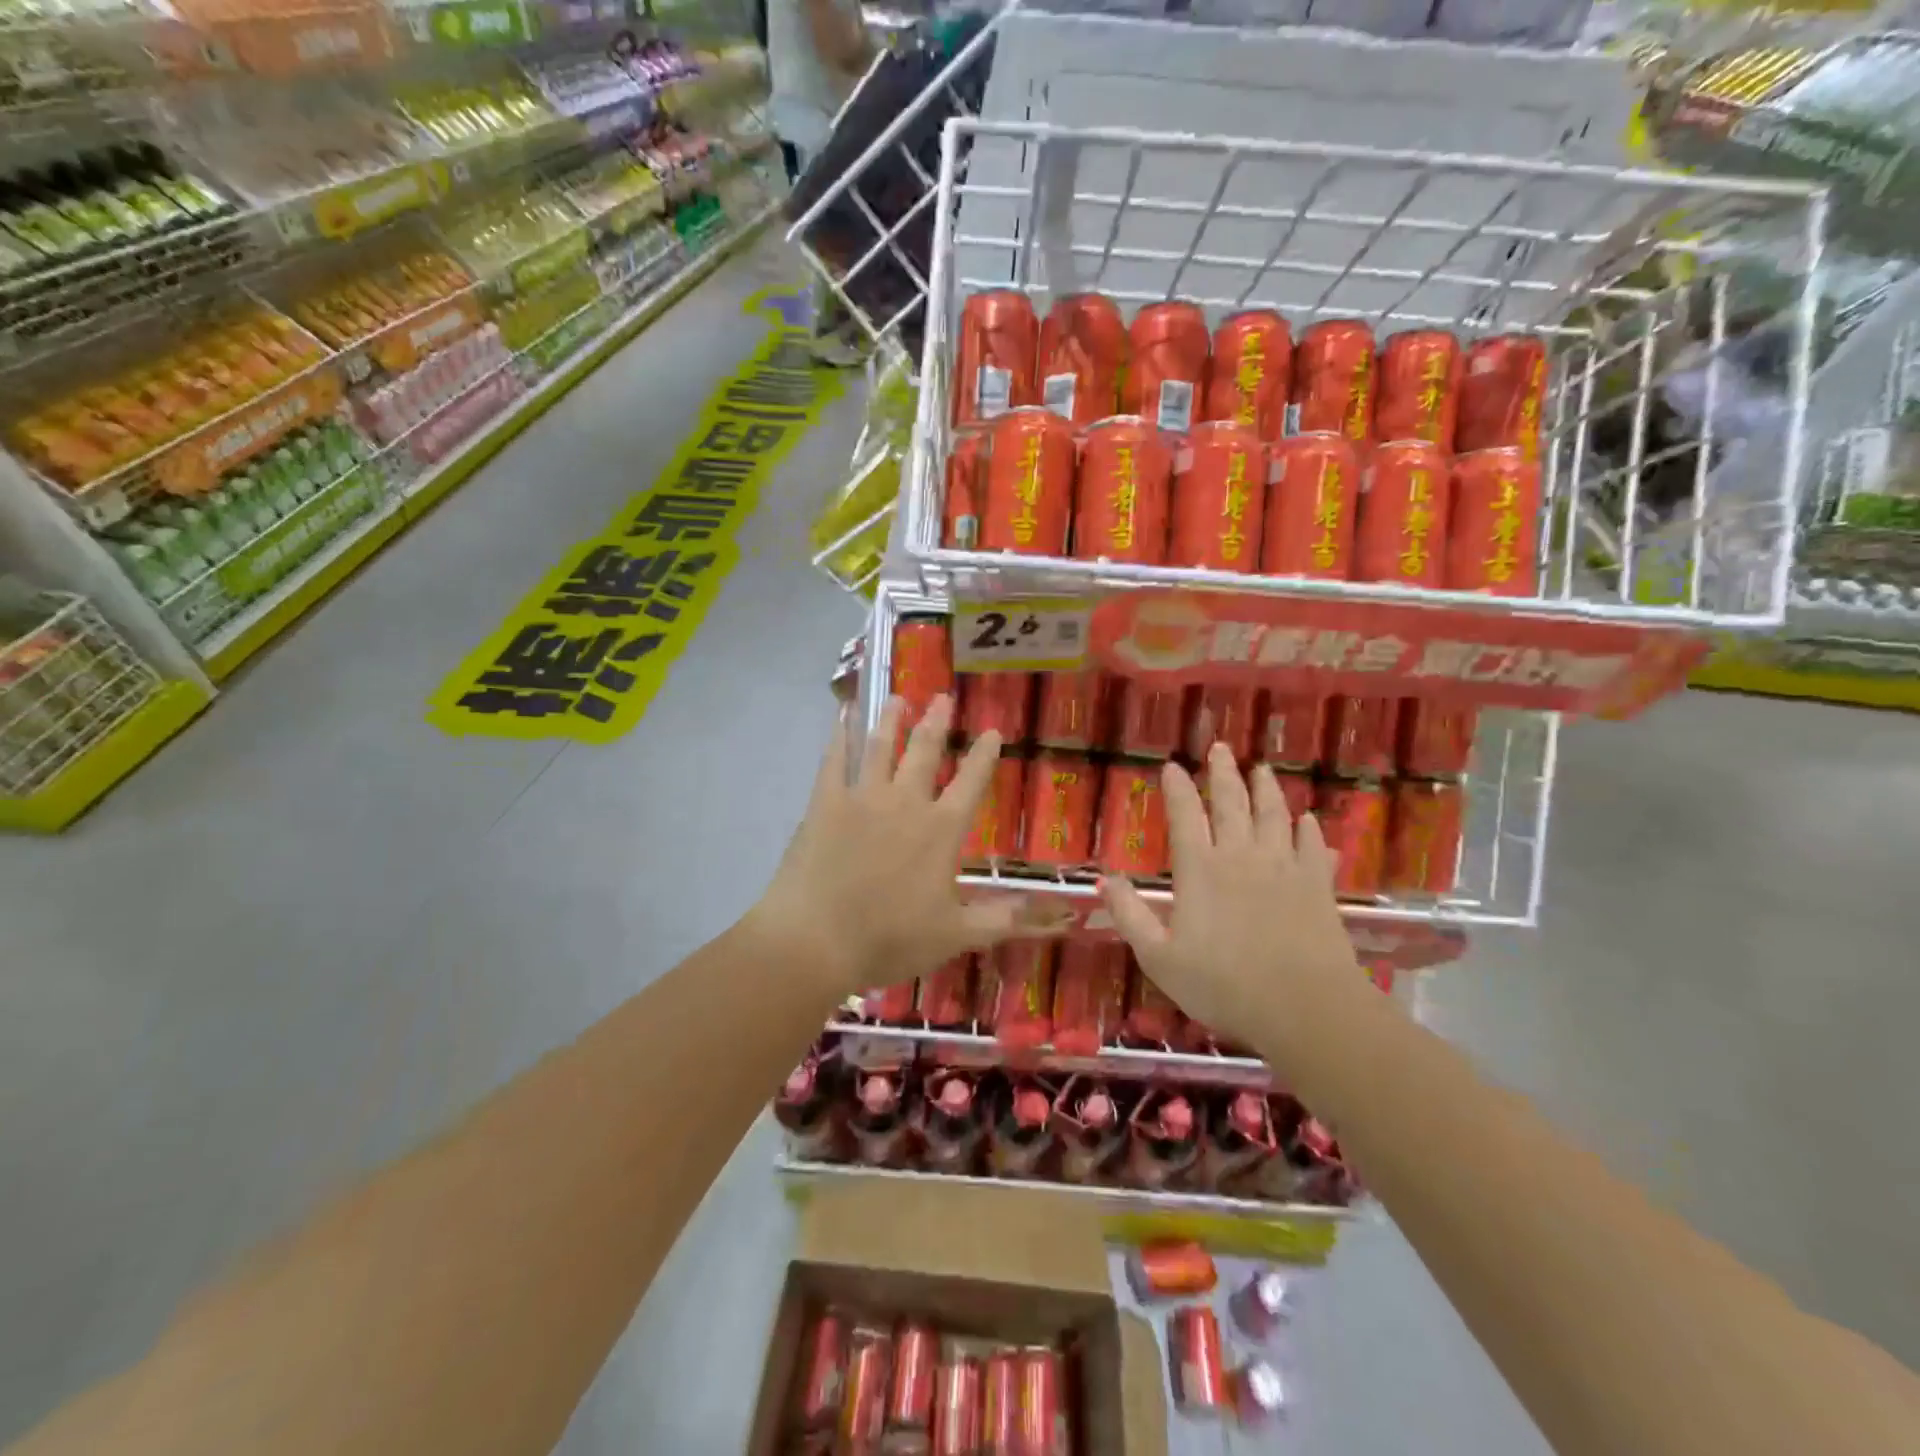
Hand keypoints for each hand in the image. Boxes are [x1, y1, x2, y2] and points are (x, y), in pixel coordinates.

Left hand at [754, 694, 1051, 995]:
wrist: (817, 940)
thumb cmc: (890, 939)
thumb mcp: (956, 935)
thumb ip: (1002, 919)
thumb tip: (1055, 915)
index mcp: (941, 830)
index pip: (971, 783)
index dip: (984, 756)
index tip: (992, 731)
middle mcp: (905, 802)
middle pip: (924, 752)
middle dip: (936, 723)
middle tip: (942, 698)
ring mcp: (862, 798)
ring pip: (880, 747)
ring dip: (891, 720)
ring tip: (899, 698)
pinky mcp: (825, 803)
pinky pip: (834, 760)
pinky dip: (839, 735)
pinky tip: (843, 715)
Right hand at [1100, 743, 1360, 1045]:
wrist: (1305, 1008)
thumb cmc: (1223, 986)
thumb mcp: (1159, 958)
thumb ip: (1130, 916)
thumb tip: (1105, 879)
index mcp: (1200, 870)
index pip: (1184, 816)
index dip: (1176, 788)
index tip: (1171, 766)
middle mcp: (1241, 856)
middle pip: (1231, 803)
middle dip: (1223, 773)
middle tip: (1220, 747)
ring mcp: (1283, 866)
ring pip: (1274, 814)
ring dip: (1266, 789)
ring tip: (1262, 769)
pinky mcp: (1317, 885)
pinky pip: (1312, 845)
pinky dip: (1309, 828)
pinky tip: (1309, 819)